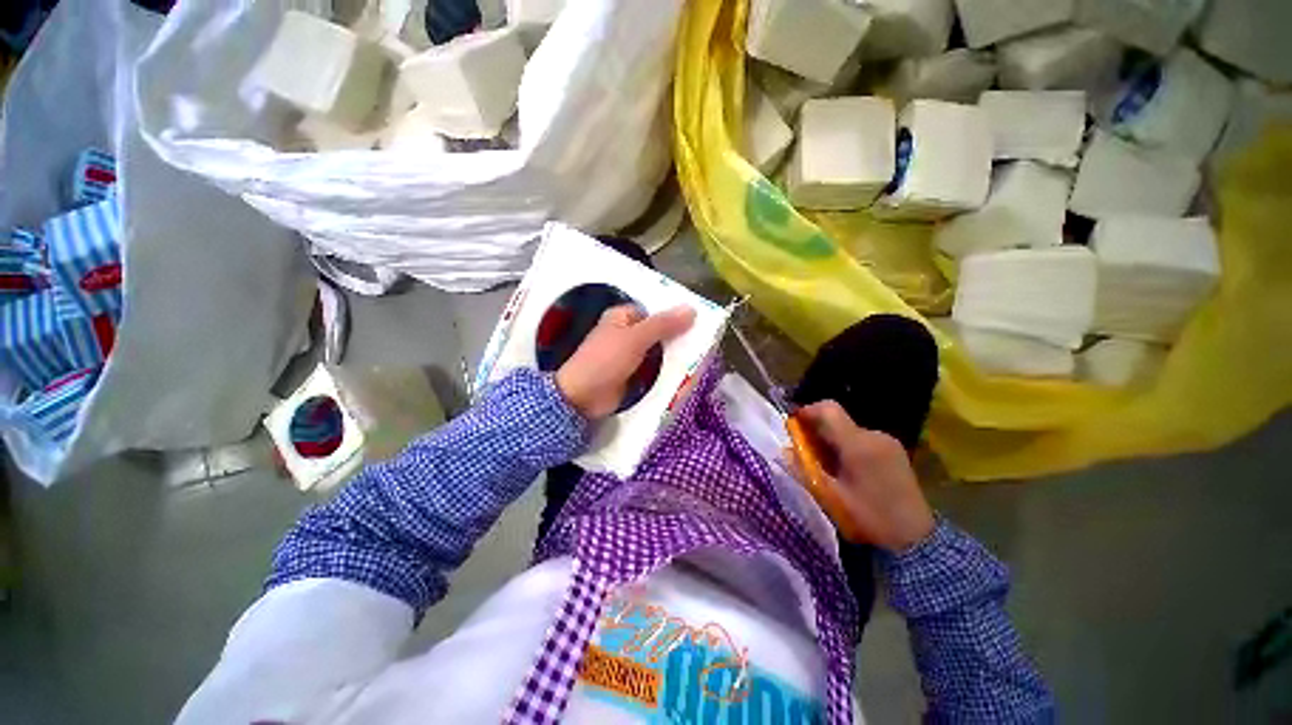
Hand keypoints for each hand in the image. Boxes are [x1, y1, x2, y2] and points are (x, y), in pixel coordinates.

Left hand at [556, 305, 694, 419]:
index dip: (671, 314)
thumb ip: (663, 324)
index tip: (696, 321)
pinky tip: (685, 371)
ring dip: (672, 354)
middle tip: (703, 339)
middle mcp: (625, 334)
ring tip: (701, 355)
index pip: (652, 311)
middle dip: (675, 336)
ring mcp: (629, 356)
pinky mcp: (632, 375)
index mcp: (621, 317)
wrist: (583, 397)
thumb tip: (691, 309)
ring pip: (656, 351)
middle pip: (656, 332)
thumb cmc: (606, 360)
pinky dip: (665, 369)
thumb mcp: (636, 338)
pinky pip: (653, 368)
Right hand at [795, 400, 934, 552]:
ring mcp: (888, 443)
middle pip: (837, 420)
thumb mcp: (830, 497)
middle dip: (816, 431)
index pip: (828, 409)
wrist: (916, 541)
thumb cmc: (869, 518)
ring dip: (831, 440)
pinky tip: (846, 470)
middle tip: (805, 452)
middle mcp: (874, 435)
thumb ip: (804, 470)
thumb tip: (785, 450)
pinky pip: (863, 439)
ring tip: (825, 465)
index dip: (807, 411)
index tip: (793, 425)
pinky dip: (847, 447)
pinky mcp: (895, 452)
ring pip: (849, 430)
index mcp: (858, 444)